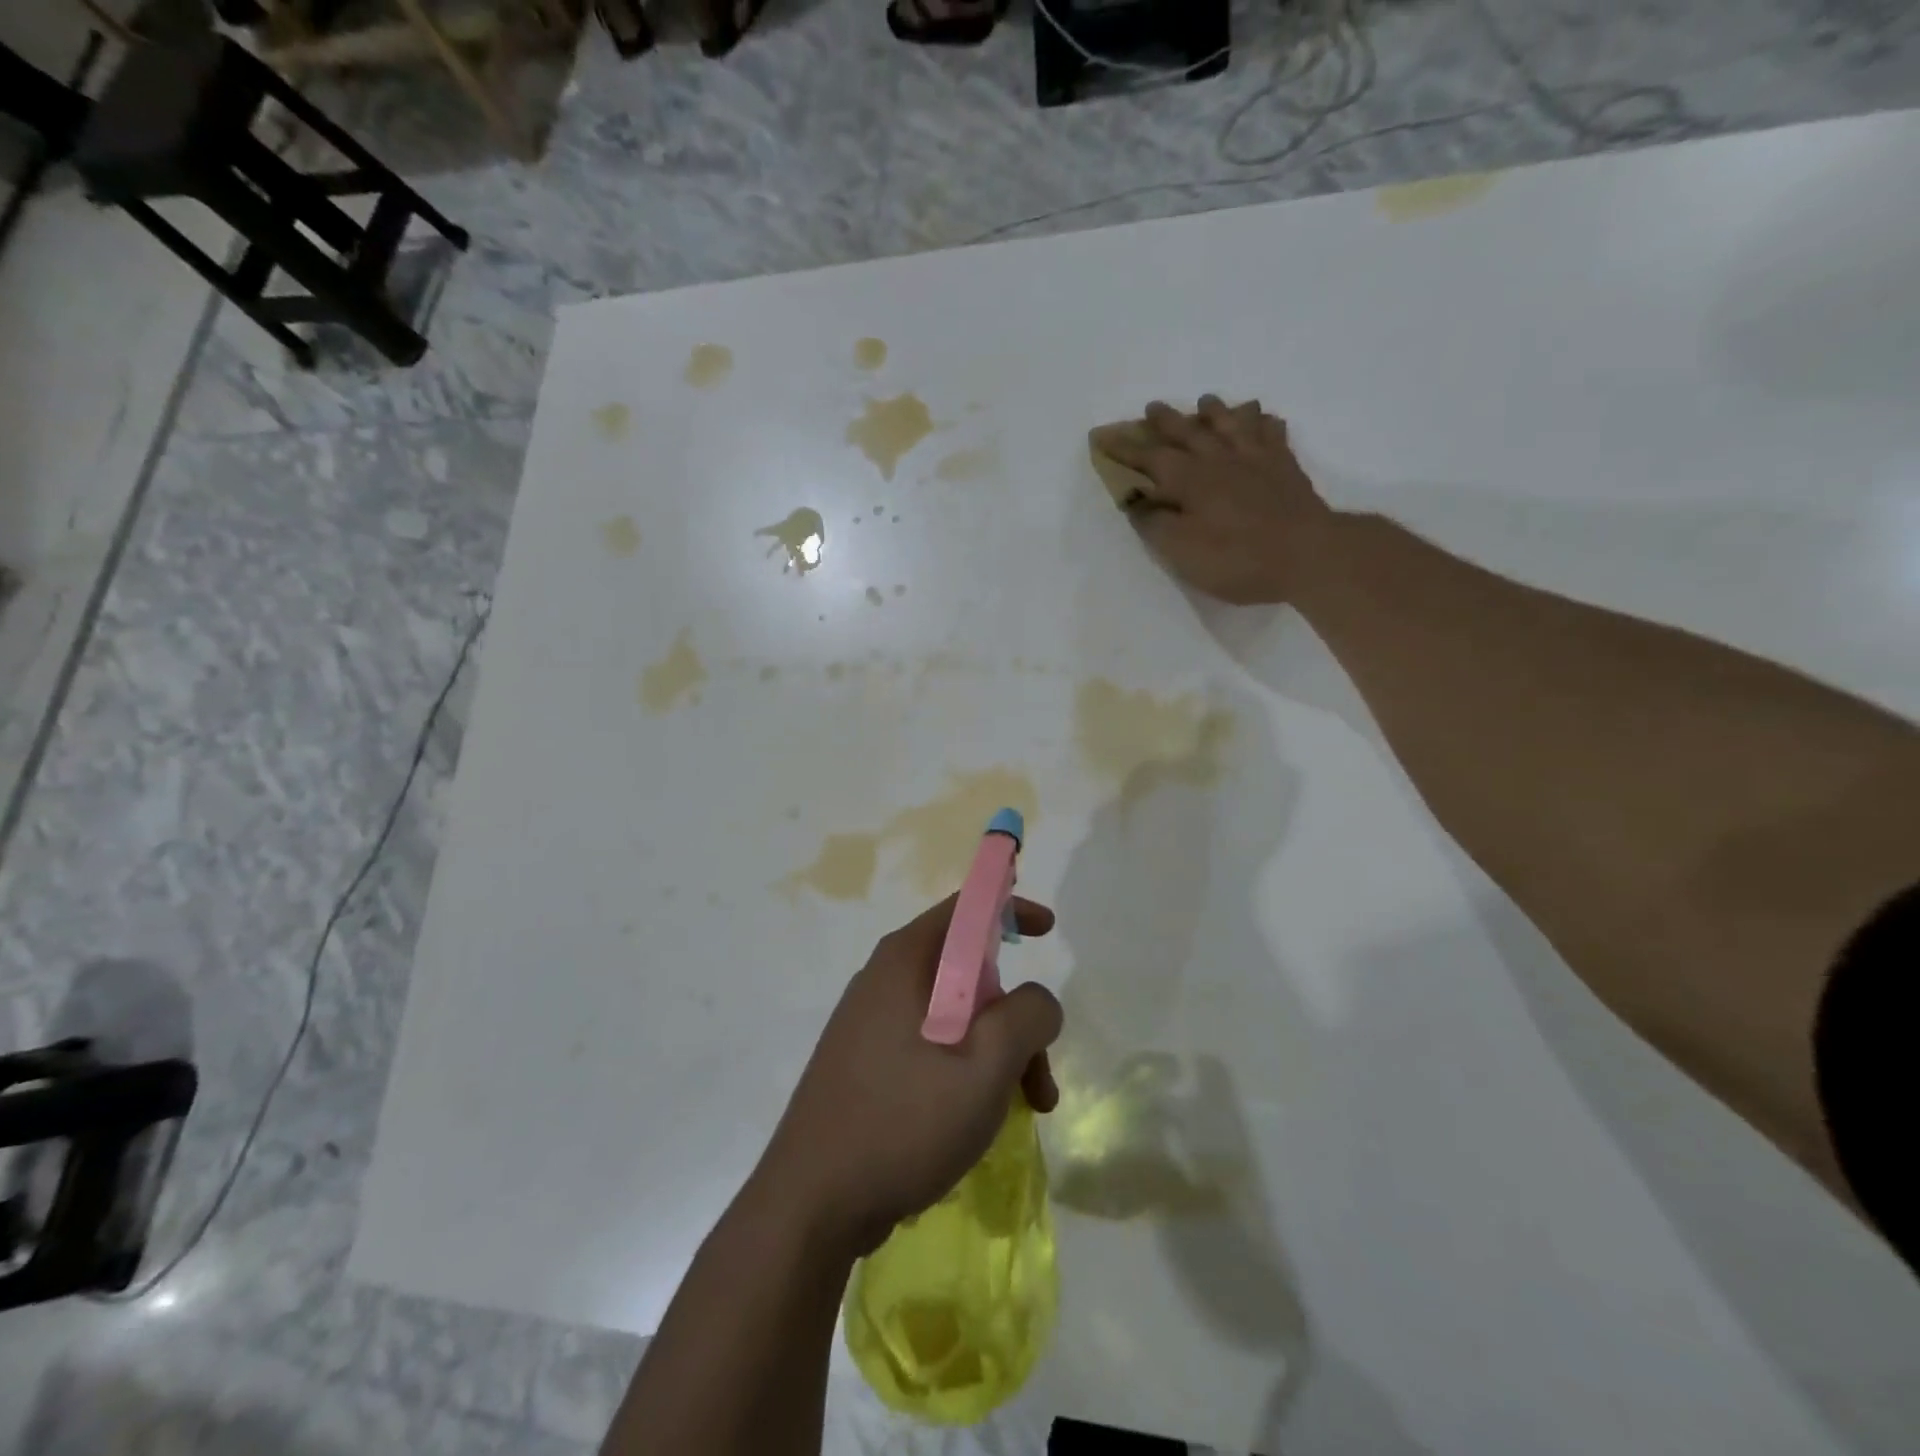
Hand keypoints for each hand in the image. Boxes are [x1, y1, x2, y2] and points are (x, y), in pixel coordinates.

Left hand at [755, 896, 1061, 1257]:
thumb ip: (1027, 1015)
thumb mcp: (986, 1064)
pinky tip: (978, 1120)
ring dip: (997, 1053)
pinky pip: (929, 1046)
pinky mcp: (864, 1064)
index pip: (966, 908)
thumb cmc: (904, 1120)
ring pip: (954, 1017)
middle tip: (1040, 1072)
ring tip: (1026, 1109)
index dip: (1011, 908)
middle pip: (968, 972)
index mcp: (905, 960)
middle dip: (1014, 1015)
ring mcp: (869, 1023)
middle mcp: (884, 979)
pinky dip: (965, 1070)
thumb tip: (1037, 1001)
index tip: (1048, 931)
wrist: (810, 1205)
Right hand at [1095, 396, 1330, 605]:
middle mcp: (1219, 459)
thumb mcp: (1181, 550)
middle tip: (1152, 408)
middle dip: (1166, 421)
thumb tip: (1137, 501)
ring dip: (1214, 411)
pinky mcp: (1285, 467)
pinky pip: (1271, 433)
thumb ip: (1155, 523)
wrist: (1306, 554)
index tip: (1102, 437)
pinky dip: (1262, 422)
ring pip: (1230, 423)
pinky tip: (1261, 417)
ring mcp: (1256, 459)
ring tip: (1205, 401)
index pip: (1148, 458)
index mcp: (1189, 480)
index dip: (1124, 448)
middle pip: (1188, 432)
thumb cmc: (1236, 558)